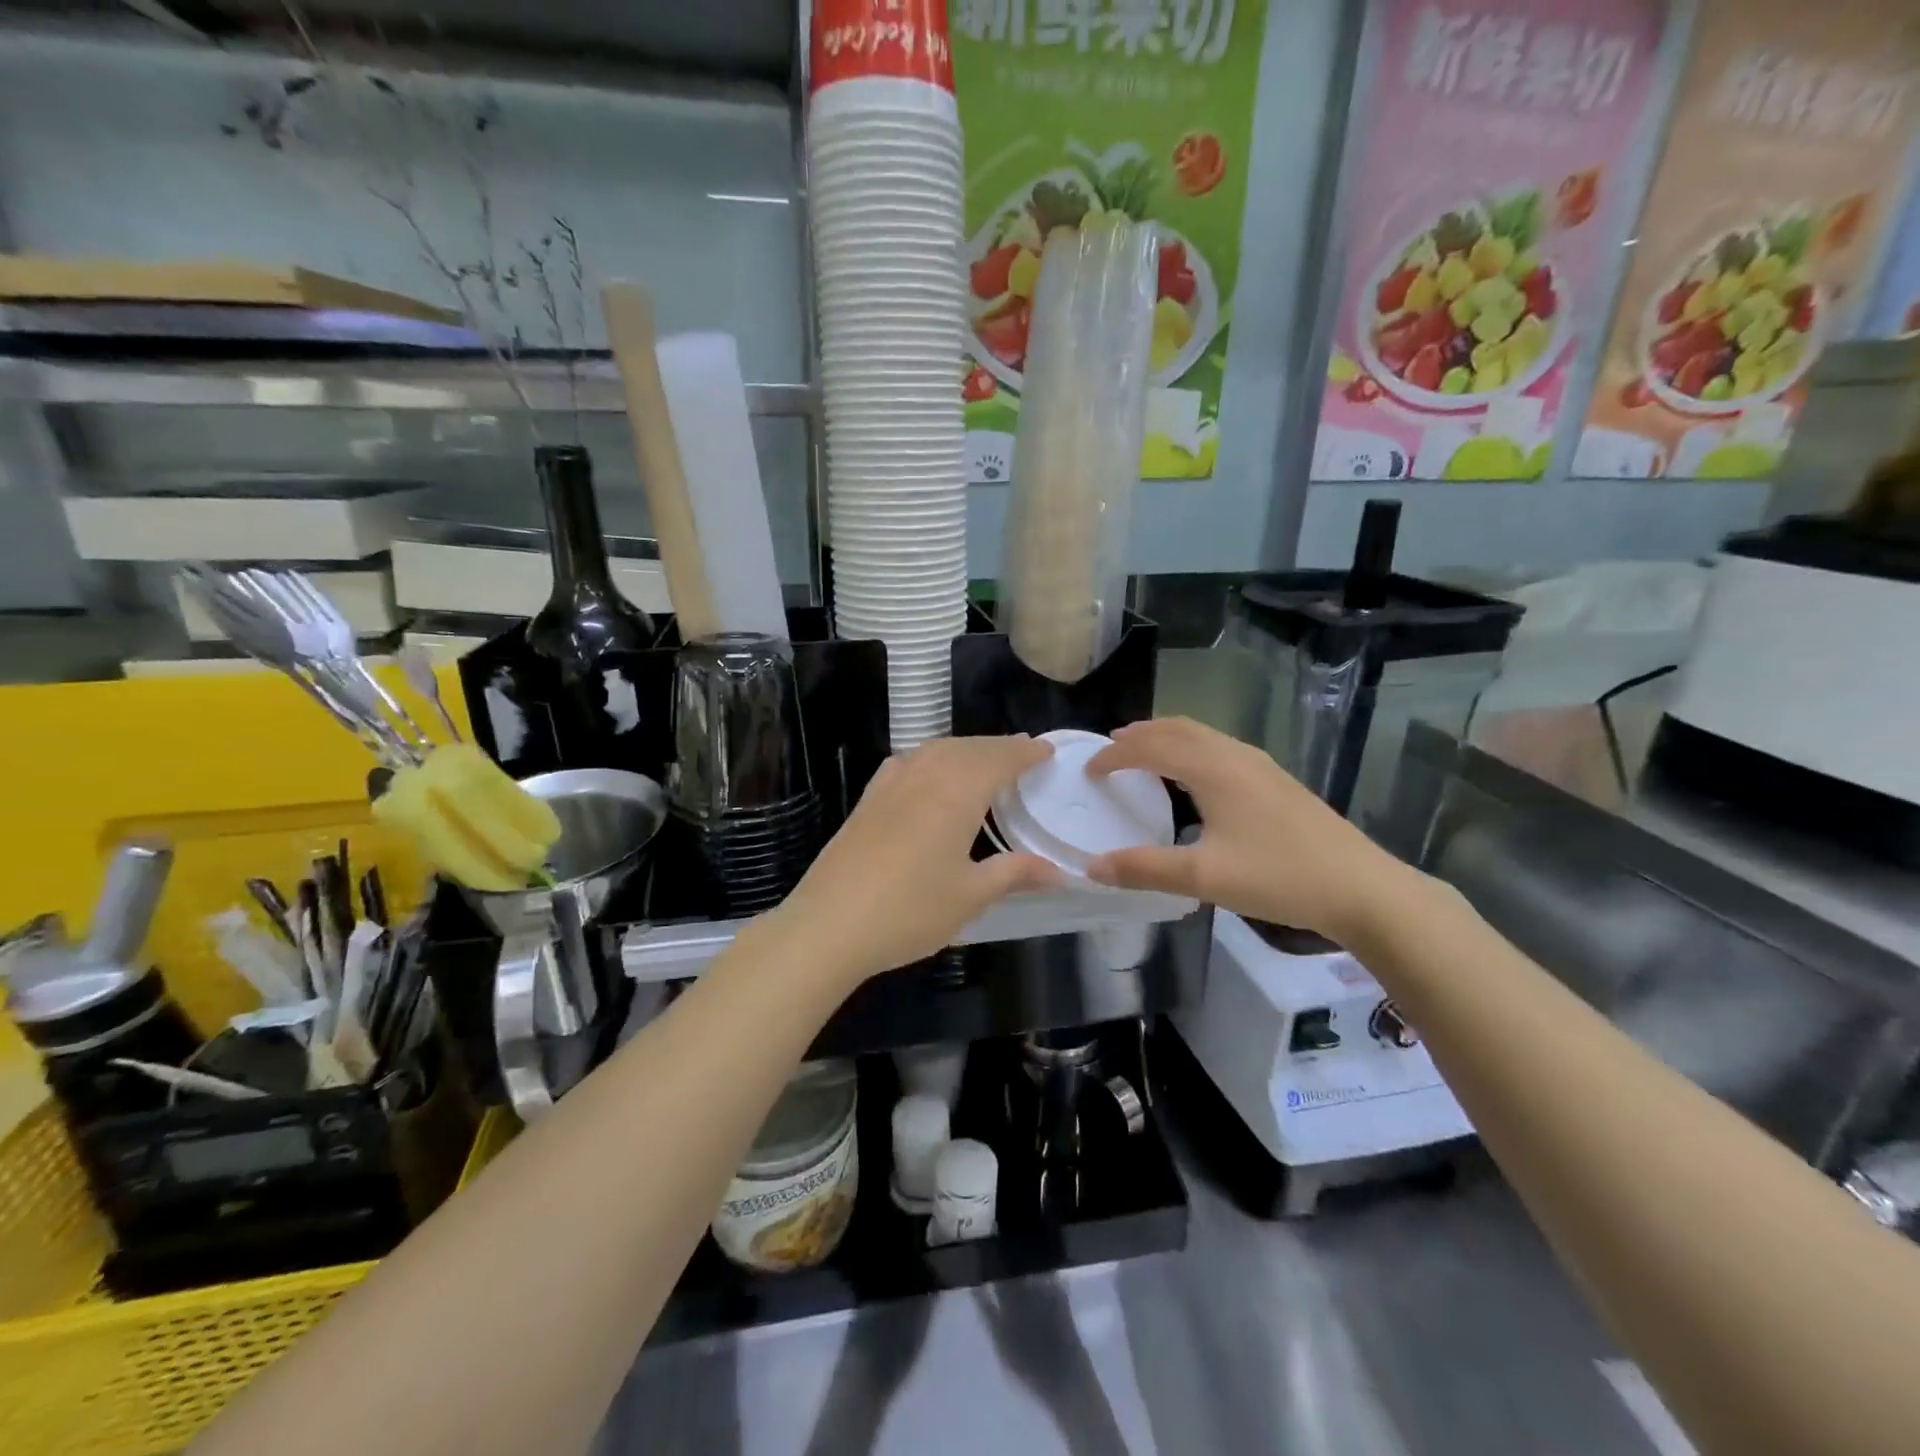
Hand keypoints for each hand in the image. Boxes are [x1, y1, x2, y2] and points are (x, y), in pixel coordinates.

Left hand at [768, 735, 1063, 985]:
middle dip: (998, 747)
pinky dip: (929, 757)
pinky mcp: (867, 800)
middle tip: (1023, 752)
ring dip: (964, 748)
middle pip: (967, 749)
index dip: (1024, 753)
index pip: (998, 760)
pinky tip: (928, 772)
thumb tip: (1058, 871)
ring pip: (935, 750)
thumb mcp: (970, 896)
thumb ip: (1014, 874)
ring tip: (984, 759)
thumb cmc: (910, 911)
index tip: (1047, 751)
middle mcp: (924, 777)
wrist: (830, 924)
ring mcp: (890, 785)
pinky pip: (907, 762)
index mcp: (956, 794)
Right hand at [1083, 717, 1419, 944]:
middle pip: (1178, 729)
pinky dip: (1190, 750)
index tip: (1089, 770)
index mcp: (1213, 769)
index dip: (1116, 755)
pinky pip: (1219, 748)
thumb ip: (1144, 869)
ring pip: (1202, 736)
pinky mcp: (1275, 781)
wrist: (1362, 888)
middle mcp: (1235, 755)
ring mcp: (1260, 766)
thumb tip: (1092, 866)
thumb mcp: (1204, 877)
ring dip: (1167, 739)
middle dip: (1140, 735)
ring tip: (1143, 755)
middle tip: (1110, 749)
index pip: (1152, 747)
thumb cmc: (1279, 876)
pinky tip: (1193, 779)